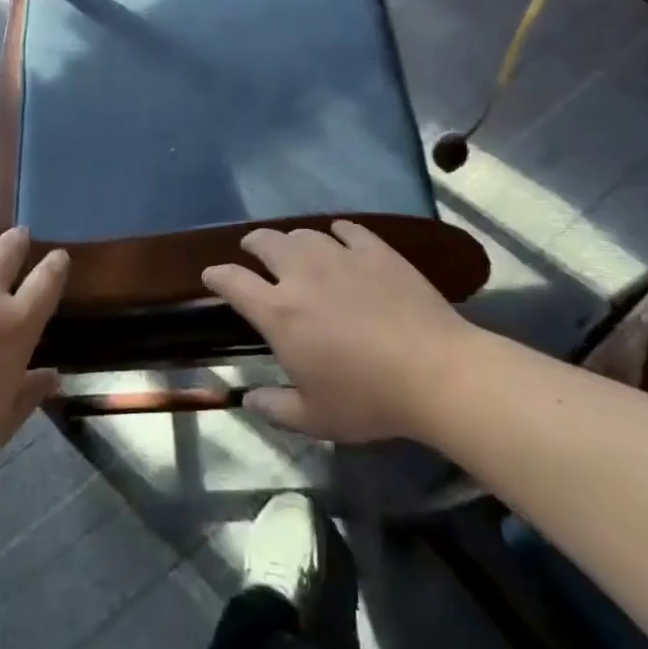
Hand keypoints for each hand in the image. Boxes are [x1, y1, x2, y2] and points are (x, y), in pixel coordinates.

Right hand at [202, 221, 472, 442]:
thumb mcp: (315, 418)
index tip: (212, 276)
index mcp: (278, 312)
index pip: (232, 282)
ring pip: (304, 234)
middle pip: (265, 242)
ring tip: (296, 250)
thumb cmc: (369, 399)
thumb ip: (275, 408)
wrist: (436, 372)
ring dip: (292, 240)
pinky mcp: (376, 251)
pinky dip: (337, 232)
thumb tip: (250, 400)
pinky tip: (340, 237)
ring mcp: (340, 257)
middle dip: (252, 244)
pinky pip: (348, 229)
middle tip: (253, 251)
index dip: (216, 276)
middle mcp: (301, 274)